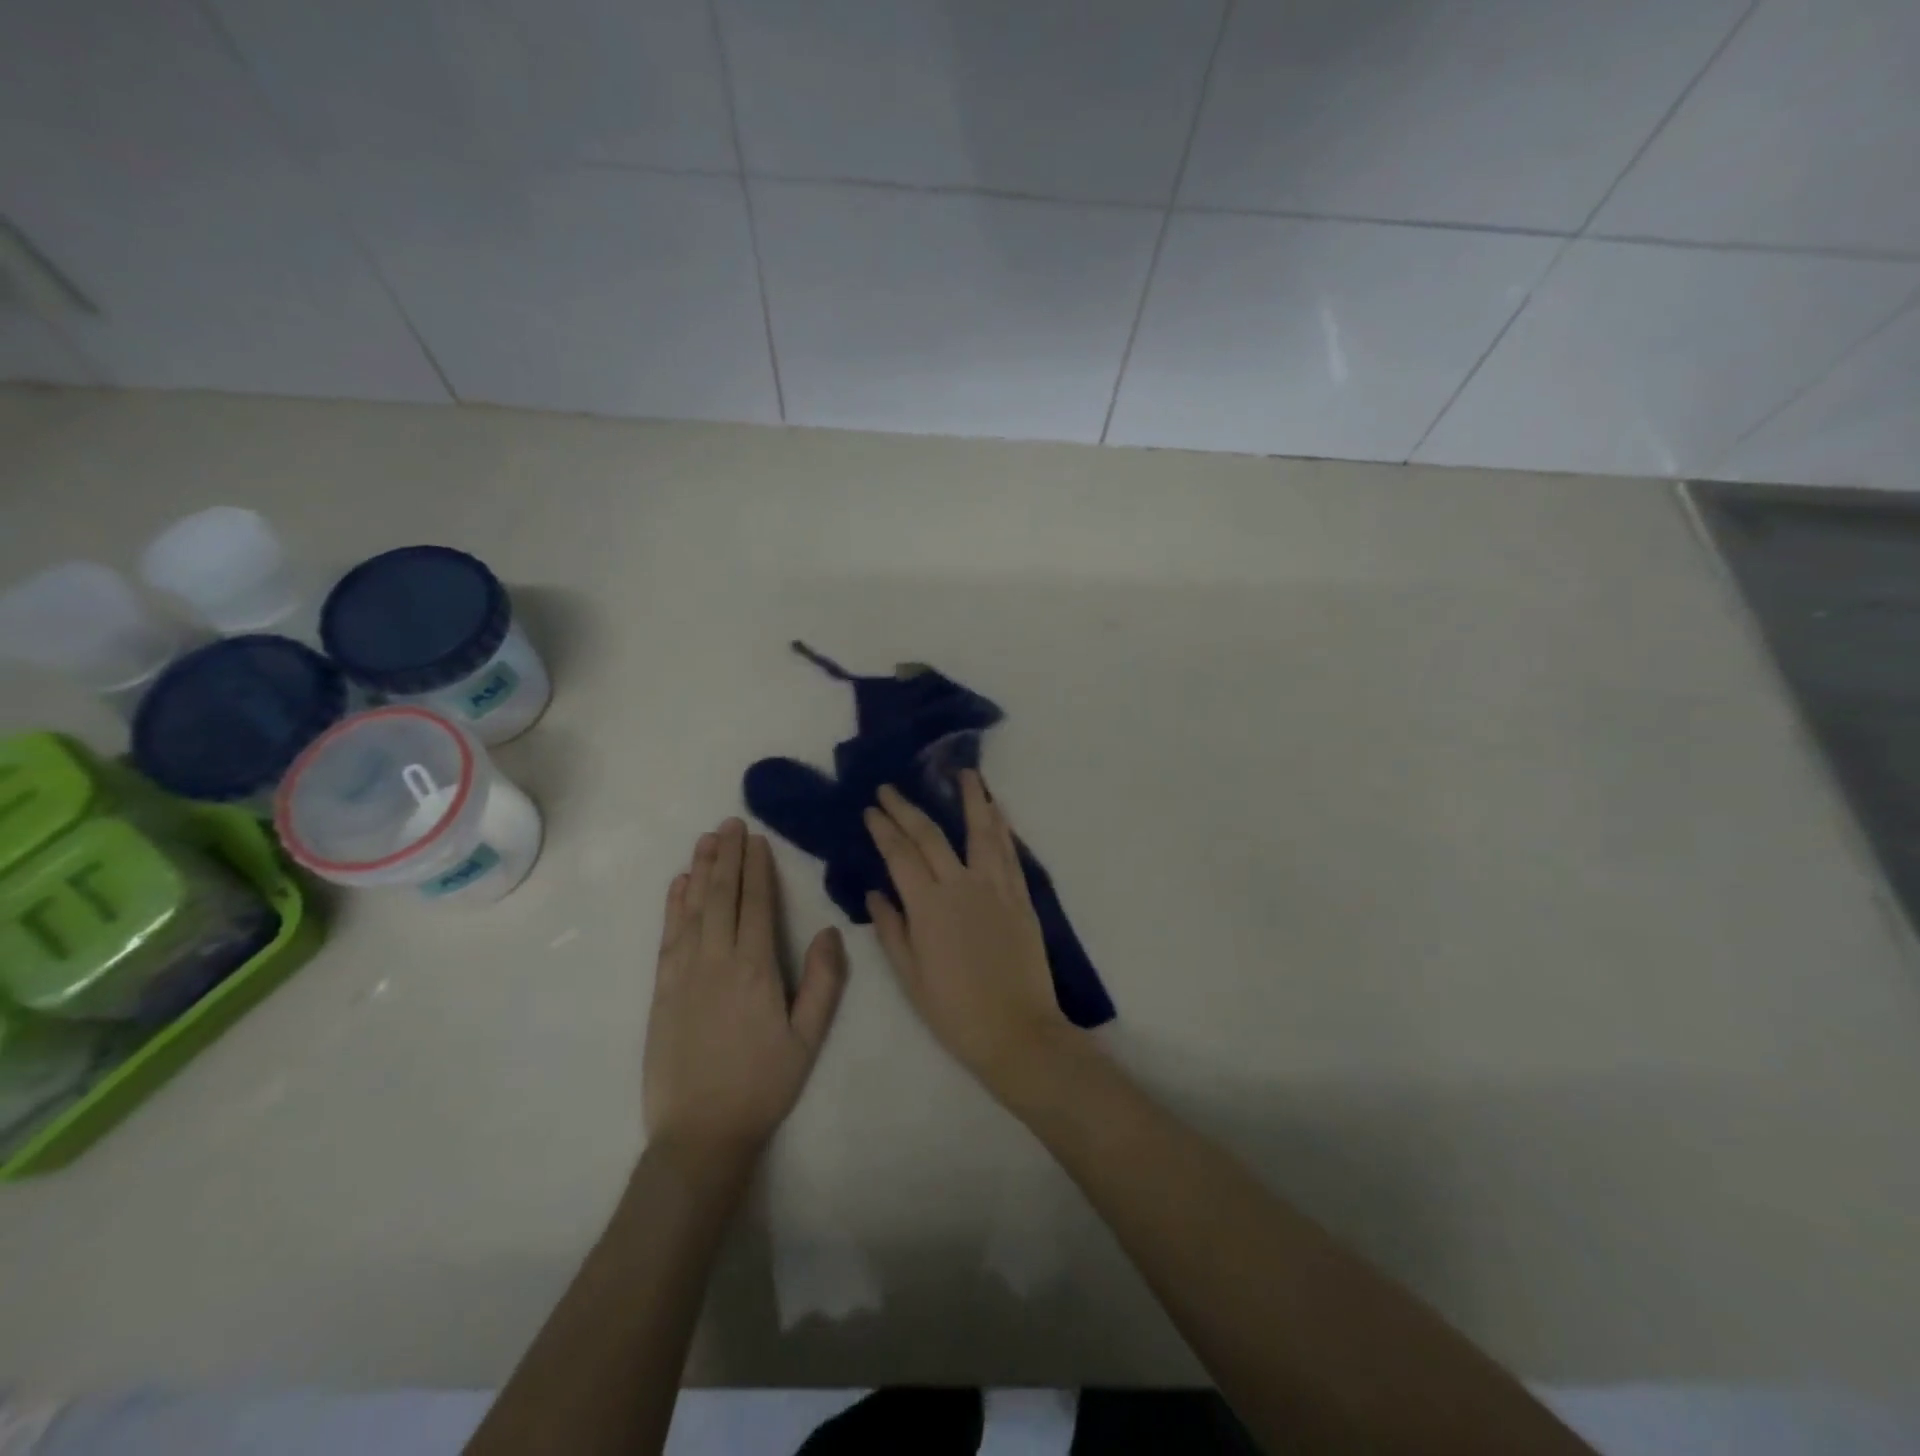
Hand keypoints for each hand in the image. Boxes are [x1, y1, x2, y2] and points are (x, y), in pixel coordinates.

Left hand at [643, 819, 846, 1160]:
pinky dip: (674, 905)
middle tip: (729, 823)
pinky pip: (669, 935)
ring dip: (700, 870)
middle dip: (727, 856)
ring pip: (693, 908)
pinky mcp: (662, 989)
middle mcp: (717, 959)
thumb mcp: (808, 1038)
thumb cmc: (763, 1084)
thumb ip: (823, 982)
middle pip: (722, 896)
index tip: (755, 838)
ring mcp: (684, 972)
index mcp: (756, 968)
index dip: (756, 867)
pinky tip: (679, 884)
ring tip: (706, 839)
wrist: (700, 1132)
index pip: (756, 903)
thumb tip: (829, 931)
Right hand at [863, 774, 1070, 1093]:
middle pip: (931, 835)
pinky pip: (1009, 852)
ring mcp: (996, 887)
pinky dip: (1001, 827)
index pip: (900, 854)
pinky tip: (997, 811)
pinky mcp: (1021, 896)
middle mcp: (961, 886)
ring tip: (964, 774)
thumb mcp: (910, 977)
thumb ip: (891, 930)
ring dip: (972, 799)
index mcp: (928, 906)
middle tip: (892, 788)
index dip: (883, 829)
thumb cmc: (955, 1011)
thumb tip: (875, 892)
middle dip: (908, 808)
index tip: (871, 809)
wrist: (1018, 1032)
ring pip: (981, 831)